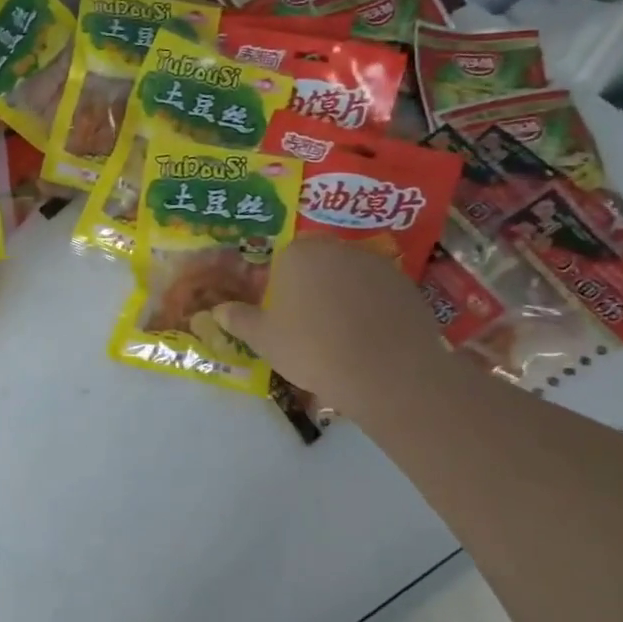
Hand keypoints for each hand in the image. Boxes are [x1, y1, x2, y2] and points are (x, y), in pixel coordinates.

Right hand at [215, 236, 459, 417]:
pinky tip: (372, 340)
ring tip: (345, 338)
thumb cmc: (314, 350)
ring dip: (344, 297)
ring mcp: (375, 264)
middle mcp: (336, 248)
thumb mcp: (265, 340)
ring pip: (349, 277)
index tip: (284, 320)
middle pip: (317, 265)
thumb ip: (239, 320)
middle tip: (311, 328)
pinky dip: (373, 309)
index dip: (281, 290)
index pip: (282, 262)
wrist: (387, 372)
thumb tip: (217, 310)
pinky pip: (379, 293)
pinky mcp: (405, 284)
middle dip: (312, 289)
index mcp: (298, 254)